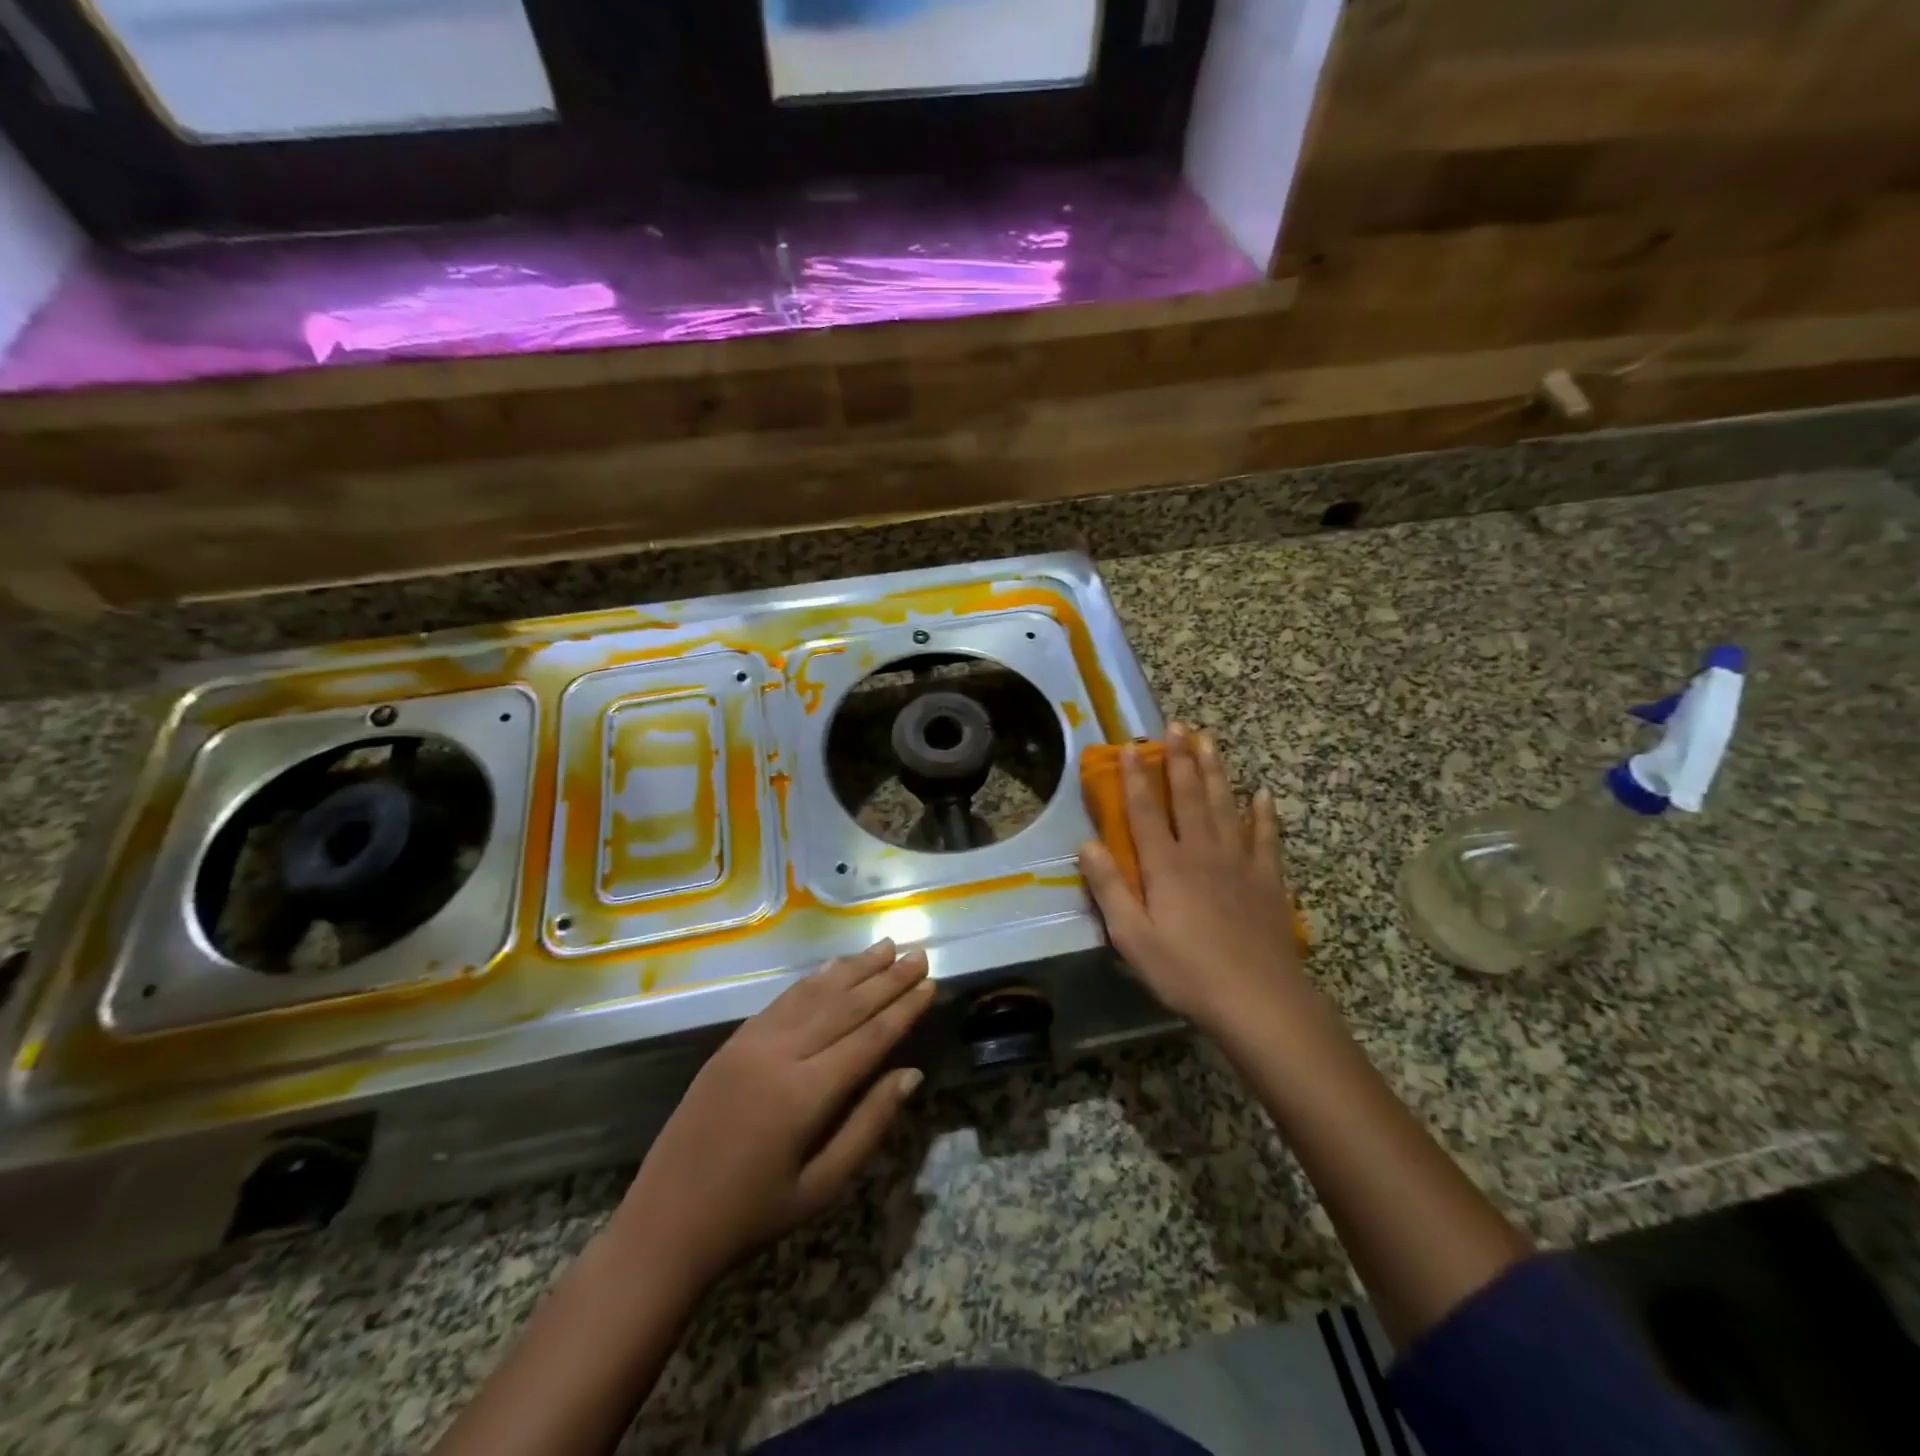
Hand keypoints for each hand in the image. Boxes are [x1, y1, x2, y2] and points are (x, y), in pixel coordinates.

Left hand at [616, 940, 934, 1282]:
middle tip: (918, 953)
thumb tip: (911, 1074)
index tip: (930, 982)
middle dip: (886, 978)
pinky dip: (813, 981)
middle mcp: (780, 1055)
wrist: (663, 1225)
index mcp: (805, 1094)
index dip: (903, 1008)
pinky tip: (833, 966)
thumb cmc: (751, 1217)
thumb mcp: (820, 1188)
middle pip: (845, 1006)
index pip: (869, 1037)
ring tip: (885, 946)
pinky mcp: (732, 1043)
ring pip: (813, 994)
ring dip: (853, 968)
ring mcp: (751, 1043)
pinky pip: (781, 1001)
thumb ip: (868, 1125)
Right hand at [1078, 723, 1304, 1035]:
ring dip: (1215, 771)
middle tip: (1176, 725)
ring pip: (1225, 805)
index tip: (1132, 746)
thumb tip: (1086, 845)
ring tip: (1209, 741)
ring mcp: (1240, 863)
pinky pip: (1266, 838)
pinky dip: (1264, 814)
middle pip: (1188, 796)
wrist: (1259, 1001)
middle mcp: (1202, 852)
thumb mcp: (1133, 938)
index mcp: (1167, 866)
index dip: (1136, 777)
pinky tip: (1262, 795)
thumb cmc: (1187, 972)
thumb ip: (1110, 889)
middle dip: (1179, 759)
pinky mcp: (1268, 880)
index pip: (1145, 811)